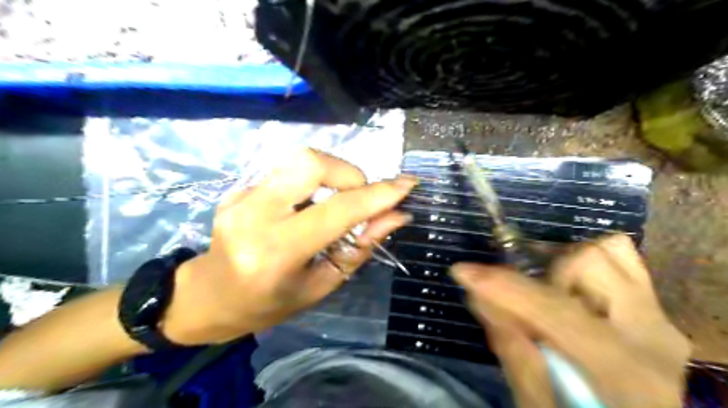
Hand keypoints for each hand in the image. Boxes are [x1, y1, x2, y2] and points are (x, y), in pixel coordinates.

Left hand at [161, 149, 417, 344]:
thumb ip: (360, 248)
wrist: (209, 296)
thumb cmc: (269, 303)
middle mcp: (254, 215)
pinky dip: (312, 182)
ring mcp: (240, 196)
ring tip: (337, 201)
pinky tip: (308, 206)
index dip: (377, 195)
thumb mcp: (321, 285)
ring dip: (333, 173)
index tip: (407, 184)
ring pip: (299, 158)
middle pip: (311, 162)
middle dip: (350, 174)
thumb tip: (396, 216)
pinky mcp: (236, 188)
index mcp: (276, 252)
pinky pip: (287, 171)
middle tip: (359, 198)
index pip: (337, 211)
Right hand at [453, 234, 689, 407]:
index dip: (503, 286)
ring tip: (547, 296)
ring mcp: (656, 315)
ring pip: (605, 252)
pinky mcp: (653, 308)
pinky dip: (585, 264)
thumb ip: (512, 350)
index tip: (462, 272)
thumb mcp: (540, 404)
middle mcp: (648, 331)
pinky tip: (569, 290)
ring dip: (562, 267)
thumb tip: (479, 297)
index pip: (553, 309)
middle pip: (588, 262)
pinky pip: (620, 260)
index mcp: (623, 369)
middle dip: (542, 273)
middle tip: (520, 299)